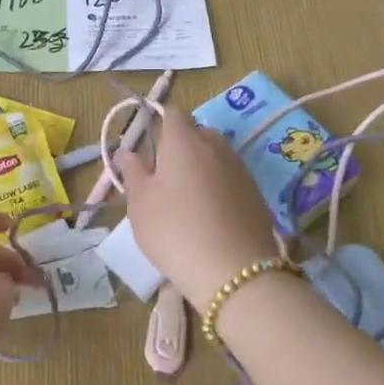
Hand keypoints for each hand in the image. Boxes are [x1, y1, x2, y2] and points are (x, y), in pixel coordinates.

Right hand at [115, 115, 279, 305]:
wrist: (234, 271)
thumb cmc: (174, 230)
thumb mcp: (140, 203)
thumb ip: (132, 172)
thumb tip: (126, 150)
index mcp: (183, 140)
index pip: (172, 113)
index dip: (159, 125)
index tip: (150, 150)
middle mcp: (215, 145)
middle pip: (197, 133)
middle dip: (182, 146)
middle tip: (166, 178)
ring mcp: (240, 168)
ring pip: (217, 156)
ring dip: (202, 168)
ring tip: (189, 201)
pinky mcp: (257, 193)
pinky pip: (232, 179)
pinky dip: (220, 188)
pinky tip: (212, 217)